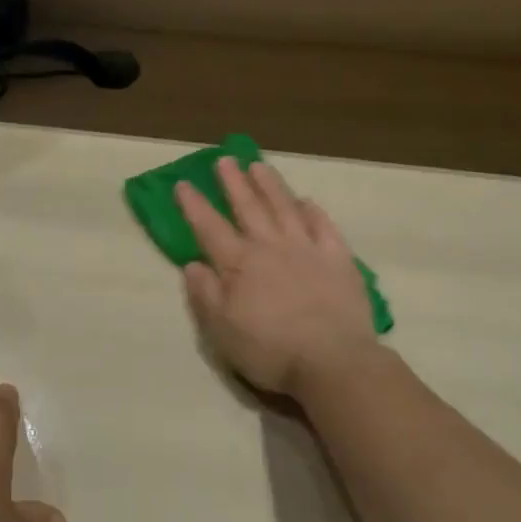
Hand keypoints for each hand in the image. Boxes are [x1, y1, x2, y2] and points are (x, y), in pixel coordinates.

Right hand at [177, 158, 380, 400]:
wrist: (333, 362)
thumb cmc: (270, 350)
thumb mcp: (222, 330)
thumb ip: (205, 294)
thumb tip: (192, 264)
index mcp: (239, 264)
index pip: (210, 228)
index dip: (194, 205)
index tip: (183, 183)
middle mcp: (271, 247)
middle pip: (248, 208)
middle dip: (233, 183)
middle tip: (224, 159)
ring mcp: (307, 249)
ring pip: (284, 208)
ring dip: (269, 185)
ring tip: (258, 166)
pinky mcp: (338, 259)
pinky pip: (323, 226)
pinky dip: (312, 211)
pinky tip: (306, 201)